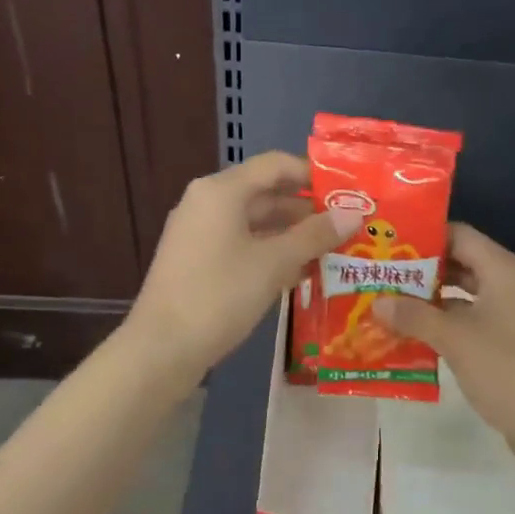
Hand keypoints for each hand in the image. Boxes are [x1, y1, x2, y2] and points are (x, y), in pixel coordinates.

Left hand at [125, 152, 360, 377]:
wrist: (161, 348)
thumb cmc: (219, 295)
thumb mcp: (273, 263)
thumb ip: (314, 235)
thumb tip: (353, 213)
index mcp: (221, 190)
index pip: (275, 165)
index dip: (313, 174)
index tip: (348, 193)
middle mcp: (207, 202)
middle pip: (265, 194)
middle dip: (306, 210)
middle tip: (348, 227)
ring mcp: (199, 233)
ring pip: (254, 223)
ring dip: (291, 235)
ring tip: (332, 252)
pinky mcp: (197, 261)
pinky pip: (241, 245)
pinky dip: (270, 253)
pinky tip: (299, 273)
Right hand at [372, 223, 514, 472]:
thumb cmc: (507, 371)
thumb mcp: (455, 339)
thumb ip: (414, 315)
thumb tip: (377, 301)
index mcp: (504, 270)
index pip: (458, 235)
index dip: (422, 237)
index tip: (386, 244)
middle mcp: (509, 285)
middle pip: (460, 263)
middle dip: (419, 271)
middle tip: (378, 273)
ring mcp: (510, 315)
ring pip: (462, 295)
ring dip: (427, 300)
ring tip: (385, 302)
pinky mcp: (507, 343)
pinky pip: (469, 322)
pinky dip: (442, 325)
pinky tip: (409, 334)